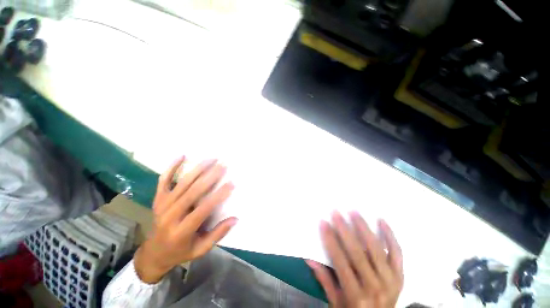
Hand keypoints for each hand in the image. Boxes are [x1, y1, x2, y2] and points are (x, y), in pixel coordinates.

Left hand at [134, 157, 236, 283]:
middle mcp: (170, 215)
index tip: (231, 184)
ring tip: (211, 159)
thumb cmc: (180, 251)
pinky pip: (163, 180)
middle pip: (191, 193)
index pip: (202, 210)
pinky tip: (182, 156)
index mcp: (181, 230)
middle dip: (209, 178)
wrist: (153, 253)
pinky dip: (172, 167)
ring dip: (197, 170)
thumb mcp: (200, 250)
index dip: (217, 196)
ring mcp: (162, 205)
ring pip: (181, 184)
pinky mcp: (158, 199)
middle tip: (223, 166)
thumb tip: (235, 219)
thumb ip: (217, 234)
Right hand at [307, 212, 402, 307]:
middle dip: (344, 230)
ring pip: (376, 249)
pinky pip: (396, 253)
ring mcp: (390, 281)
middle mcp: (374, 287)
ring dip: (364, 228)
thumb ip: (324, 280)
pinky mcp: (400, 276)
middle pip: (358, 253)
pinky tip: (381, 221)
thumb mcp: (336, 302)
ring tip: (354, 212)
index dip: (330, 241)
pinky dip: (390, 236)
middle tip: (336, 213)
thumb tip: (309, 258)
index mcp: (355, 295)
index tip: (323, 223)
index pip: (340, 262)